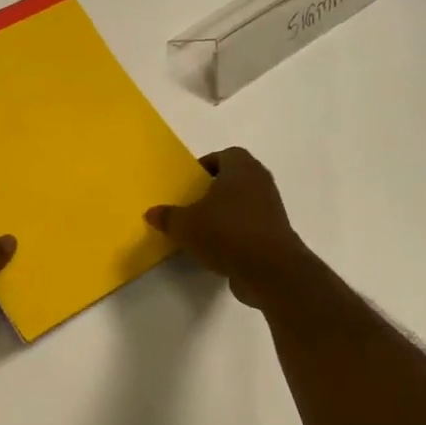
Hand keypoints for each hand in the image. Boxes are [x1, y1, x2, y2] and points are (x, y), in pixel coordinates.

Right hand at [146, 148, 310, 308]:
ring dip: (224, 213)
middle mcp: (260, 182)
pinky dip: (234, 233)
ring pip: (242, 203)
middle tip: (191, 204)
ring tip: (200, 229)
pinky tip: (216, 249)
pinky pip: (249, 225)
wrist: (269, 269)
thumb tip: (151, 213)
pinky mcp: (275, 233)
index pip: (225, 155)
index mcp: (241, 169)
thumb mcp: (185, 225)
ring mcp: (271, 208)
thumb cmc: (226, 233)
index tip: (189, 183)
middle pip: (234, 179)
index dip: (206, 166)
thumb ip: (167, 217)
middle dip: (213, 190)